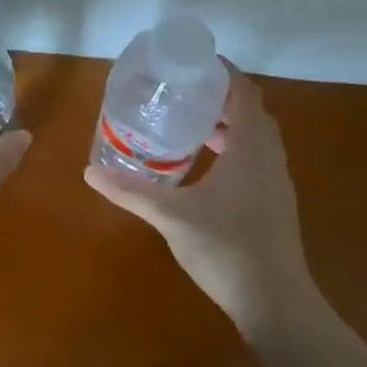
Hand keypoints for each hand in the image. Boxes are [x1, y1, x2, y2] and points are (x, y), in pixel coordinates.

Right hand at [84, 64, 314, 335]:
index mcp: (250, 148)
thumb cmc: (226, 248)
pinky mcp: (276, 205)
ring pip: (257, 138)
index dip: (224, 73)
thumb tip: (90, 172)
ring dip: (231, 125)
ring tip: (193, 123)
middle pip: (252, 112)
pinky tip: (208, 168)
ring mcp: (277, 183)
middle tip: (185, 91)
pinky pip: (258, 160)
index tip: (194, 63)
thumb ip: (132, 191)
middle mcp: (269, 158)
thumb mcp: (171, 216)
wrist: (276, 304)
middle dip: (222, 97)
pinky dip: (236, 149)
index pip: (244, 93)